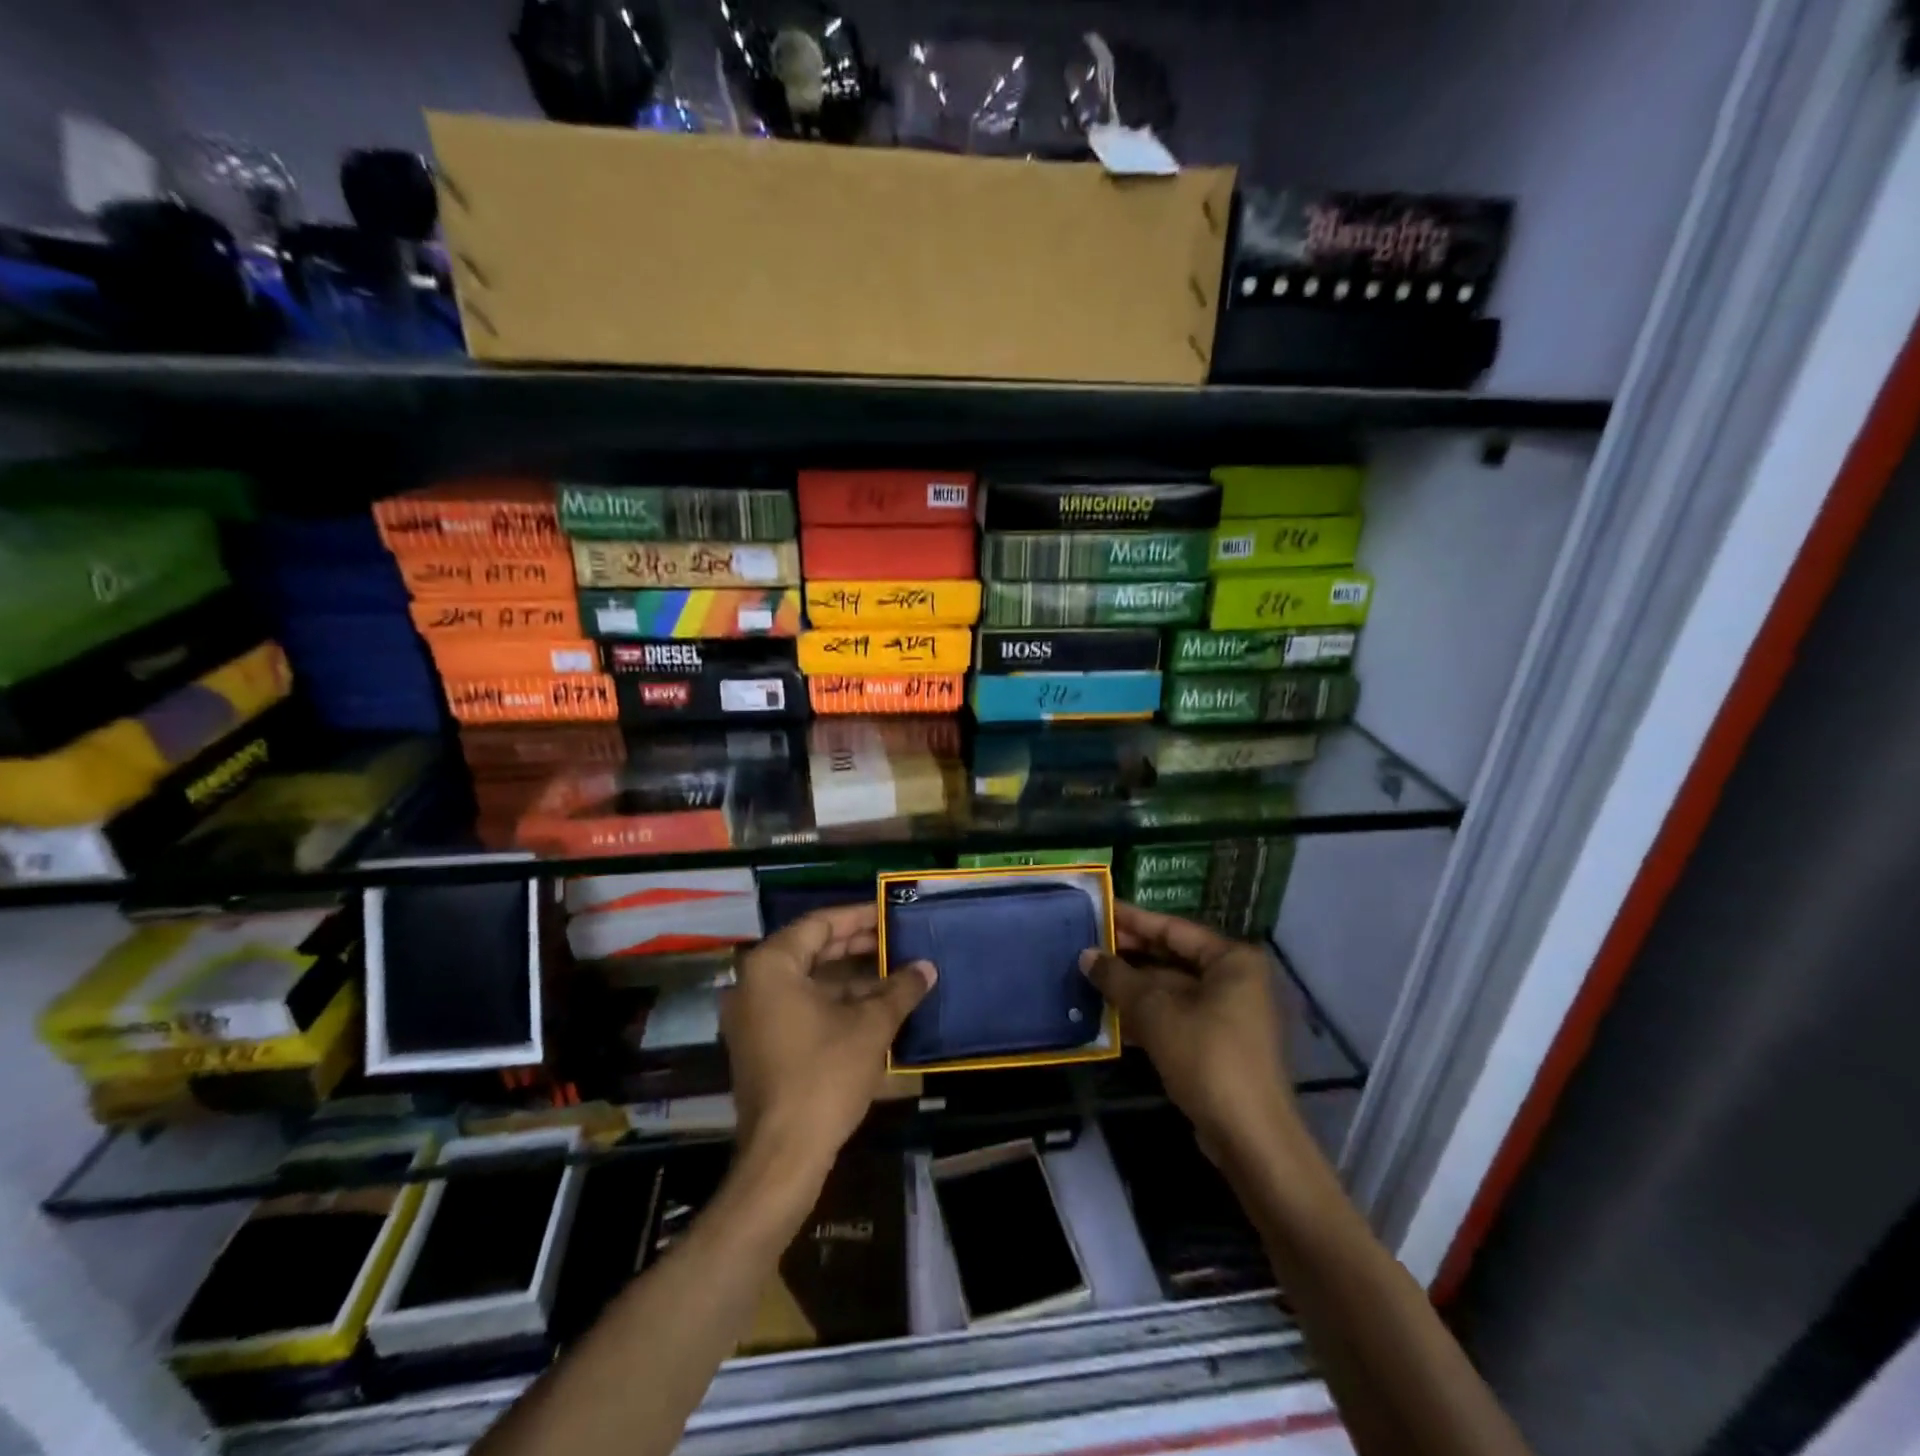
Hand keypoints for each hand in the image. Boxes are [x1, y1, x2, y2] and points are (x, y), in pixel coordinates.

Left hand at [721, 903, 934, 1181]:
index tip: (891, 913)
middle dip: (858, 946)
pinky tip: (874, 1006)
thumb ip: (900, 990)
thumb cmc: (824, 1076)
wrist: (783, 1156)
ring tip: (895, 972)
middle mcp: (754, 984)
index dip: (859, 917)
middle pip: (812, 949)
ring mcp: (754, 1016)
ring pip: (809, 980)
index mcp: (772, 966)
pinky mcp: (761, 1044)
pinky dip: (835, 1002)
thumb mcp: (870, 1027)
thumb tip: (927, 968)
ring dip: (851, 977)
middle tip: (898, 940)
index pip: (820, 924)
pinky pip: (801, 1006)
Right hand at [1081, 902, 1299, 1164]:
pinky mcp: (1218, 1046)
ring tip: (1087, 978)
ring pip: (1171, 990)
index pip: (1173, 928)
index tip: (1099, 909)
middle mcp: (1235, 980)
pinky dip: (1145, 1016)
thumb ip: (1118, 978)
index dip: (1133, 919)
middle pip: (1172, 958)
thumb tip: (1086, 955)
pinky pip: (1175, 1017)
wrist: (1250, 1138)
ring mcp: (1228, 1015)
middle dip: (1129, 955)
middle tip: (1085, 944)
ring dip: (1132, 988)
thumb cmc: (1207, 1057)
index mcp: (1231, 960)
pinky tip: (1108, 1017)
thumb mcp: (1155, 1012)